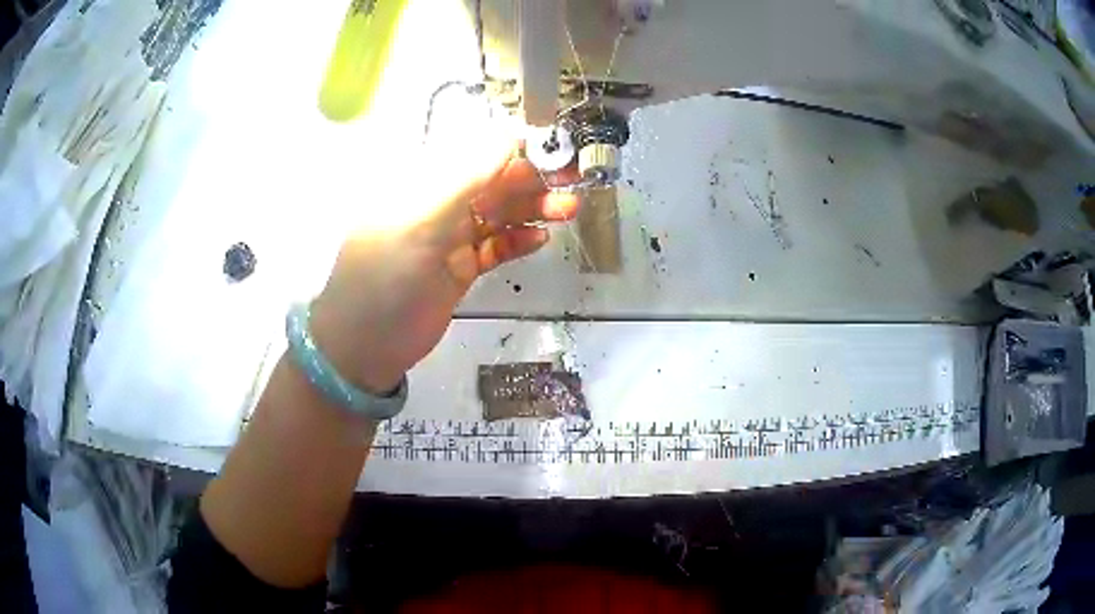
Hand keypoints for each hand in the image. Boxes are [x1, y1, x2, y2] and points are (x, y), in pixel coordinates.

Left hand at [310, 143, 578, 394]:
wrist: (364, 348)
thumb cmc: (383, 281)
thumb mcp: (420, 226)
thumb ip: (464, 181)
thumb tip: (508, 136)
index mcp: (420, 183)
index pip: (473, 152)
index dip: (514, 146)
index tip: (555, 147)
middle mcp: (437, 204)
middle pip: (492, 181)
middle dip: (533, 178)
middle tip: (574, 179)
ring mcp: (450, 237)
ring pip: (499, 213)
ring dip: (533, 209)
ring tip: (569, 209)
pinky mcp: (460, 267)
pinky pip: (495, 246)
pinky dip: (517, 241)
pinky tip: (540, 240)